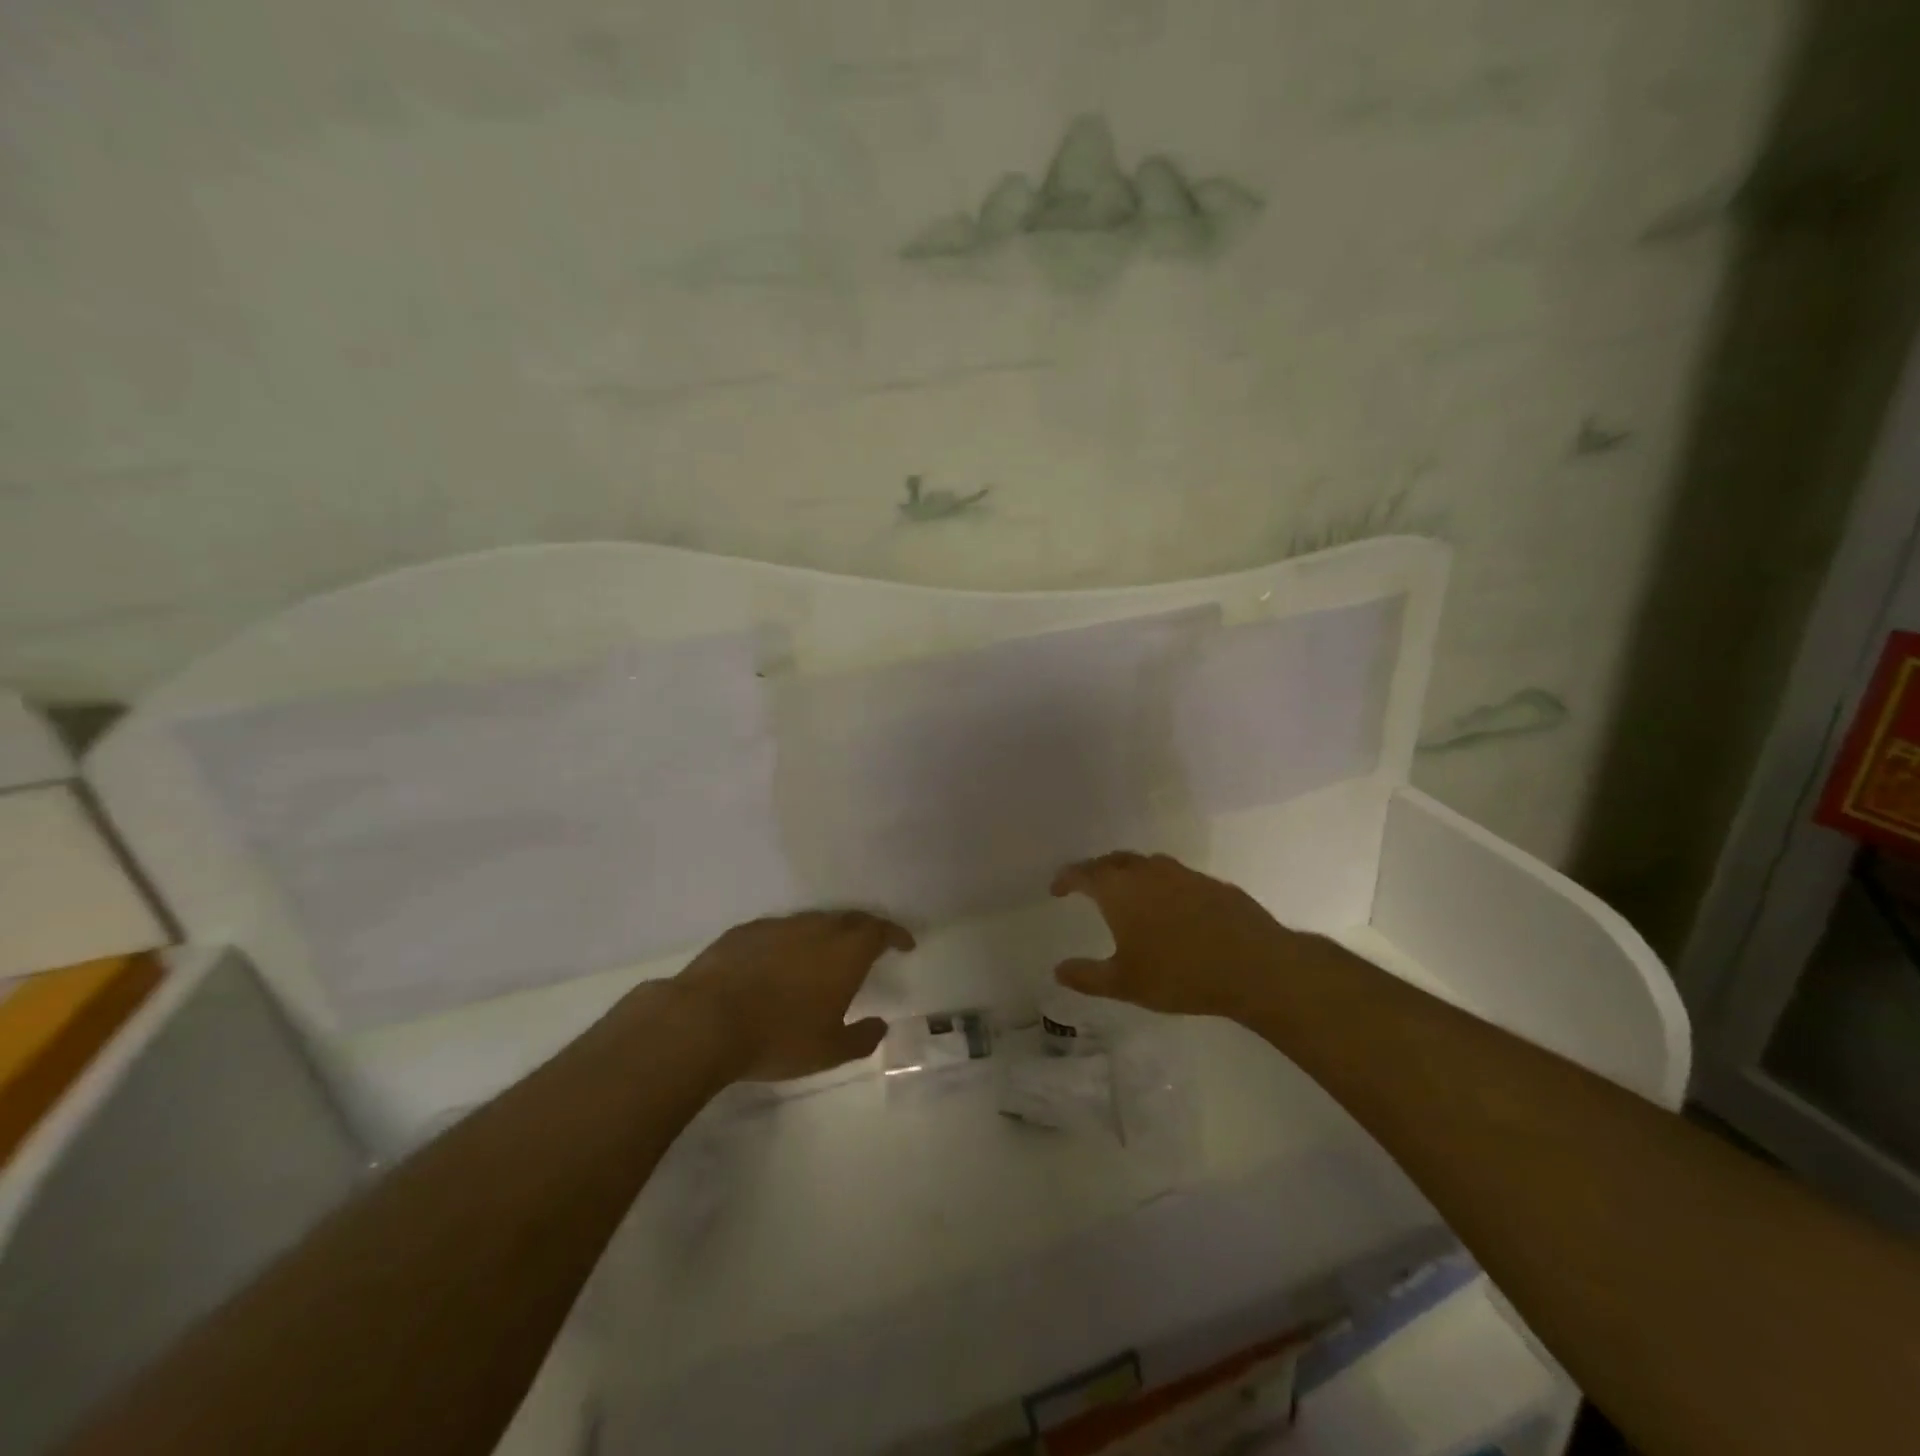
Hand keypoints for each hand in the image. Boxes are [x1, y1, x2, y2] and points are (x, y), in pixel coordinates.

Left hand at [673, 910, 913, 1080]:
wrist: (706, 1021)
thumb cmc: (779, 1037)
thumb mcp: (829, 1051)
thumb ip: (862, 1038)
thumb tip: (880, 1025)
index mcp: (845, 952)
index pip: (880, 931)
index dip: (895, 935)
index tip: (905, 944)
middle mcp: (816, 929)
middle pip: (849, 919)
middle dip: (866, 929)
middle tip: (871, 945)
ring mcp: (779, 926)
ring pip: (813, 922)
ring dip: (826, 934)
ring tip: (825, 955)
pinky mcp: (745, 932)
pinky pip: (779, 931)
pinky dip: (790, 942)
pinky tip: (779, 961)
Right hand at [1051, 851, 1321, 1019]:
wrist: (1254, 966)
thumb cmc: (1179, 974)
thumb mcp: (1125, 983)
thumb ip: (1087, 976)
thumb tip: (1058, 970)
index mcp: (1119, 890)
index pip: (1083, 873)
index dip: (1066, 879)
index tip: (1057, 890)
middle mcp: (1148, 872)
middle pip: (1113, 861)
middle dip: (1097, 872)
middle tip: (1088, 888)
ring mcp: (1183, 874)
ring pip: (1146, 864)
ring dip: (1130, 874)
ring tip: (1127, 894)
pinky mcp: (1212, 883)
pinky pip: (1175, 876)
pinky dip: (1161, 885)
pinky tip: (1170, 908)